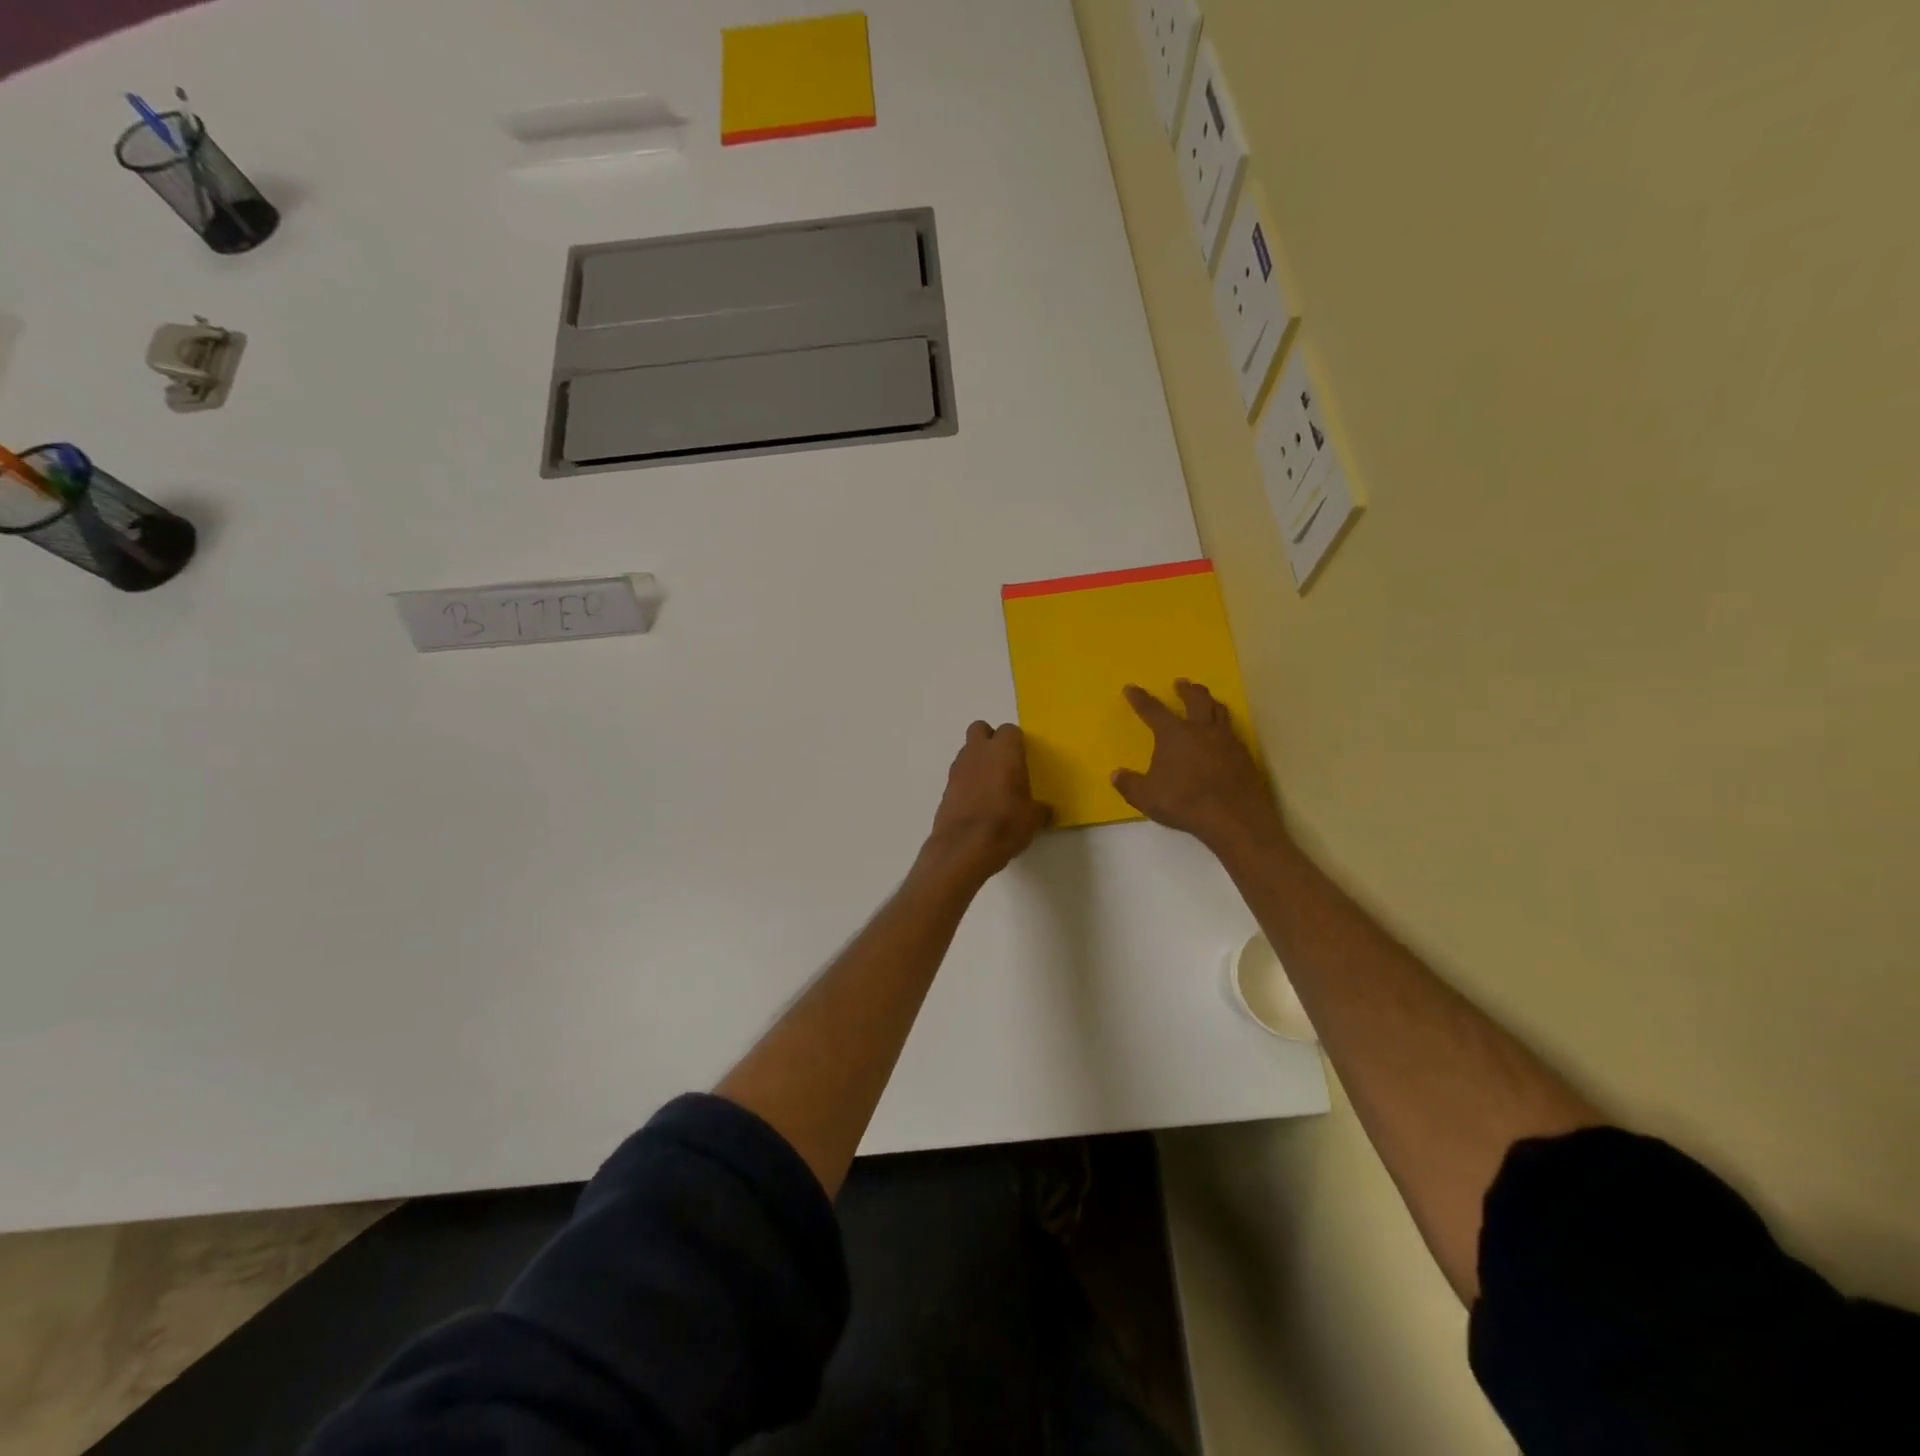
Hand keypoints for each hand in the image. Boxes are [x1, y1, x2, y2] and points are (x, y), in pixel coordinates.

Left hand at [923, 722, 1051, 883]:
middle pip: (980, 730)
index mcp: (1004, 751)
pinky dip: (967, 782)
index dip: (1017, 743)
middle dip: (990, 741)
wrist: (964, 847)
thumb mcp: (1032, 819)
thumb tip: (1047, 811)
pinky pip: (959, 775)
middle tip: (1004, 764)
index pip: (1010, 731)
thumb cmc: (1005, 824)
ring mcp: (958, 769)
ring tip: (991, 787)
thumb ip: (1040, 810)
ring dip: (978, 761)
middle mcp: (978, 752)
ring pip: (967, 751)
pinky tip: (977, 803)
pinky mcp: (946, 788)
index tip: (1024, 760)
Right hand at [1112, 681, 1285, 853]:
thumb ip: (1129, 784)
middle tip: (1181, 683)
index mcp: (1173, 734)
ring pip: (1219, 710)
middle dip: (1186, 689)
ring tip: (1207, 699)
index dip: (1140, 698)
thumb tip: (1116, 774)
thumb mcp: (1146, 797)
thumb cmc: (1184, 801)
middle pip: (1195, 699)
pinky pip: (1233, 731)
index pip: (1152, 710)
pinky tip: (1224, 734)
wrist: (1233, 816)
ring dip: (1210, 701)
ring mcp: (1226, 739)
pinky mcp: (1243, 754)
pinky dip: (1225, 725)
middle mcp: (1200, 729)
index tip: (1131, 688)